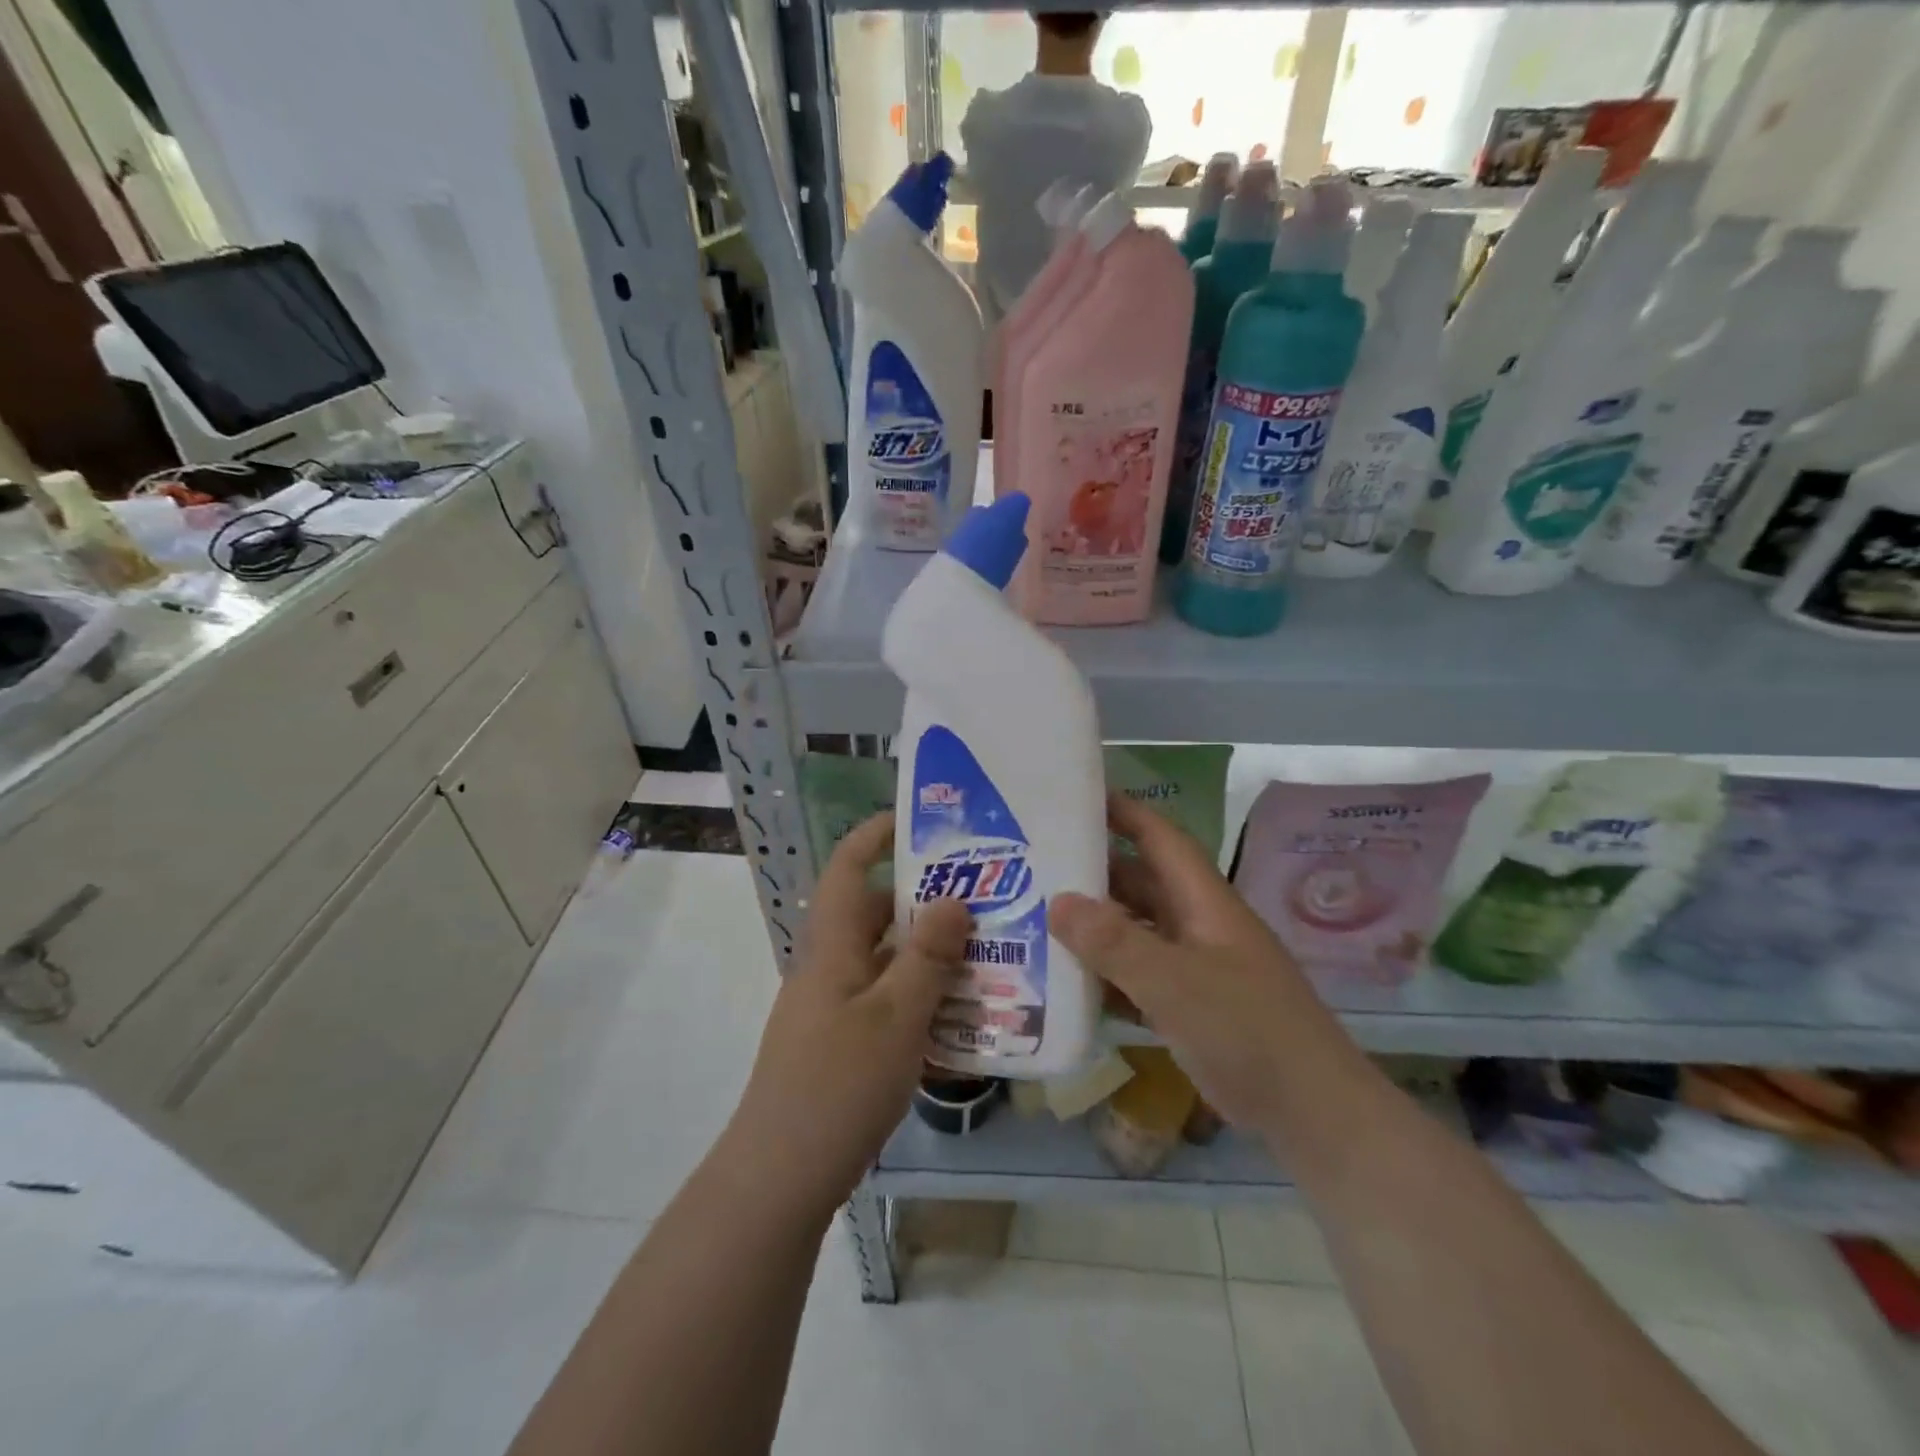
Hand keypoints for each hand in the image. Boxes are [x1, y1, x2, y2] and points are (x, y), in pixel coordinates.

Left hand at [722, 812, 970, 1222]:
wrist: (781, 1176)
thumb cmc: (838, 1083)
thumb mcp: (895, 1015)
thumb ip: (927, 956)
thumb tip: (954, 899)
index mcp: (832, 946)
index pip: (847, 869)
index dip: (874, 836)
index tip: (918, 820)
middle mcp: (831, 967)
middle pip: (876, 915)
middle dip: (925, 900)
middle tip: (982, 895)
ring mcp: (836, 1008)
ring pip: (888, 962)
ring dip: (931, 955)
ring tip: (989, 952)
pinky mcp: (844, 1045)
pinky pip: (889, 1003)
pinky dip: (923, 1000)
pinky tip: (965, 1017)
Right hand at [1050, 794, 1364, 1138]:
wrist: (1311, 1112)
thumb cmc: (1247, 1030)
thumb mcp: (1175, 982)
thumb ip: (1115, 943)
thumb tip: (1057, 901)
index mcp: (1203, 901)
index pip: (1159, 837)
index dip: (1123, 811)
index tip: (1076, 796)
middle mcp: (1197, 924)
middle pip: (1140, 883)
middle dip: (1093, 870)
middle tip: (1035, 863)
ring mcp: (1195, 967)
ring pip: (1135, 931)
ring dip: (1094, 926)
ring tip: (1037, 917)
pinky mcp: (1190, 1006)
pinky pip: (1137, 976)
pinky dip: (1106, 974)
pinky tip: (1067, 981)